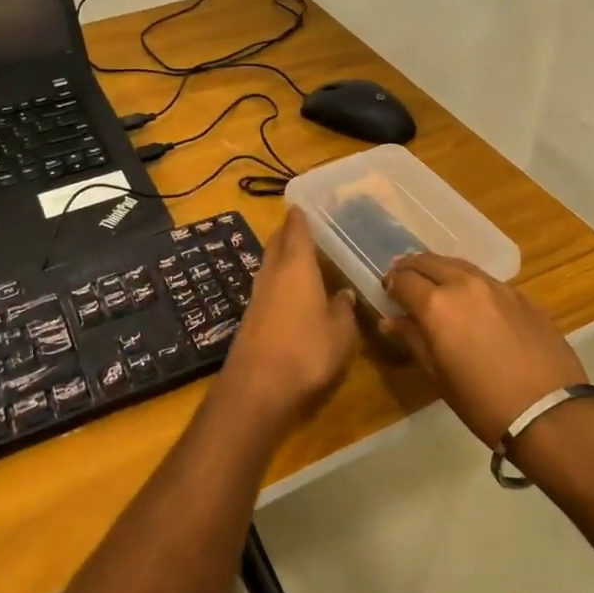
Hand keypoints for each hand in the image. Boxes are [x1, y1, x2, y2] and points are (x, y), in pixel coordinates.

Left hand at [215, 208, 357, 436]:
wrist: (257, 387)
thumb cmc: (306, 351)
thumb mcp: (341, 333)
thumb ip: (343, 309)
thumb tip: (343, 293)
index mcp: (297, 267)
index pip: (296, 231)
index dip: (299, 217)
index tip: (301, 205)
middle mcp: (273, 274)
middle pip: (276, 243)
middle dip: (287, 232)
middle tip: (301, 226)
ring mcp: (257, 296)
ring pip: (269, 265)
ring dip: (281, 256)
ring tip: (299, 256)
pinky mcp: (250, 318)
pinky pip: (267, 286)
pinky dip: (278, 280)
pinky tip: (290, 290)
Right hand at [382, 253, 587, 446]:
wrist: (549, 412)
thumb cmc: (482, 402)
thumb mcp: (438, 375)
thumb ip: (413, 339)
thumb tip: (390, 321)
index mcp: (436, 304)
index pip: (403, 280)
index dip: (391, 283)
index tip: (387, 290)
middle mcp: (464, 285)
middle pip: (430, 262)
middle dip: (412, 267)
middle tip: (404, 277)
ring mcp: (497, 286)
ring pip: (460, 265)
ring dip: (441, 268)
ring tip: (434, 280)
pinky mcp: (522, 295)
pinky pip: (487, 279)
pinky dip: (470, 282)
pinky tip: (472, 298)